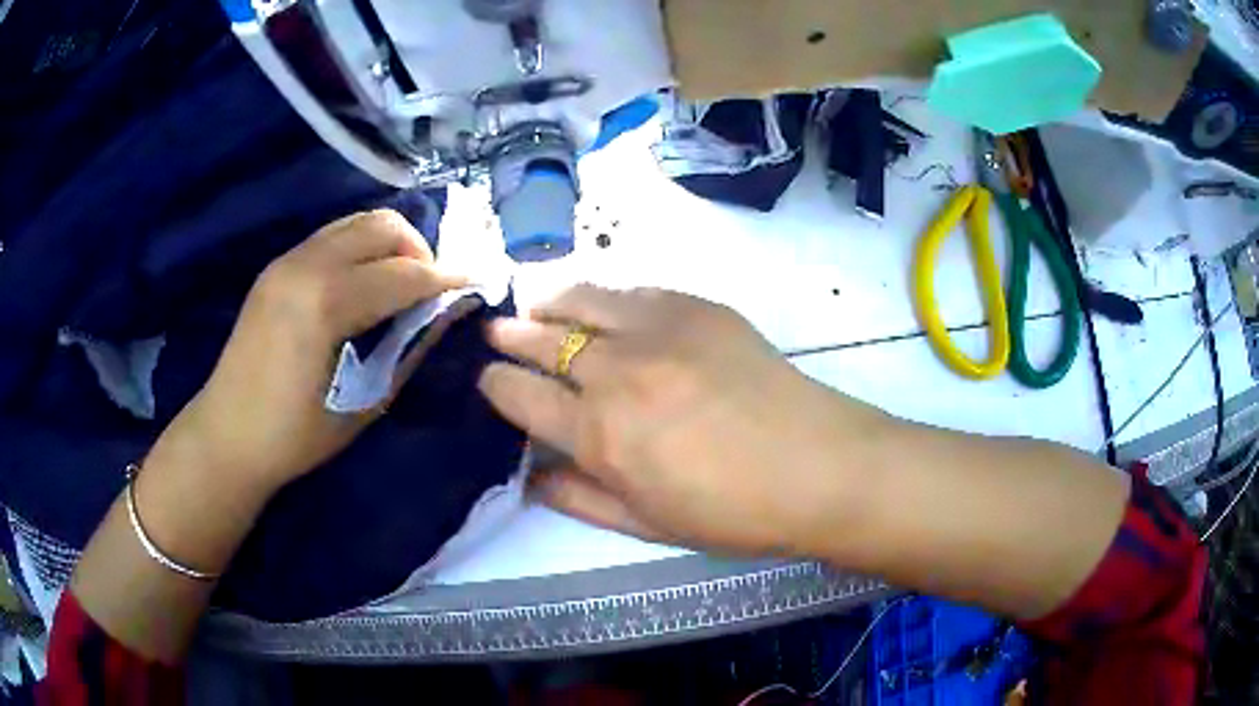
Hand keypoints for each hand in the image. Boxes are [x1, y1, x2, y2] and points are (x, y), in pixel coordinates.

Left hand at [160, 210, 466, 494]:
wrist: (227, 435)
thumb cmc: (295, 435)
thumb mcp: (362, 403)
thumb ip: (408, 350)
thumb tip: (446, 315)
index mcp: (326, 303)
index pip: (404, 273)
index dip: (447, 278)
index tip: (477, 283)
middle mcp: (307, 265)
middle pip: (383, 226)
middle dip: (420, 250)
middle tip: (432, 289)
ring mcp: (287, 260)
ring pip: (357, 222)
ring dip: (390, 245)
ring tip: (401, 284)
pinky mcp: (277, 266)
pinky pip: (333, 236)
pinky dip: (361, 248)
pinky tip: (364, 285)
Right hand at [478, 286, 892, 556]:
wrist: (817, 466)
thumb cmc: (732, 512)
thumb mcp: (646, 524)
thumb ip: (579, 498)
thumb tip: (530, 477)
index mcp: (598, 434)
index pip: (520, 396)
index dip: (495, 384)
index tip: (487, 378)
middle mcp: (615, 372)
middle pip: (540, 339)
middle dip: (509, 335)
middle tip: (496, 331)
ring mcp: (657, 329)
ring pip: (579, 298)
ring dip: (547, 300)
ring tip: (534, 303)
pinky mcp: (695, 306)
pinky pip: (632, 289)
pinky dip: (603, 294)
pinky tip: (601, 303)